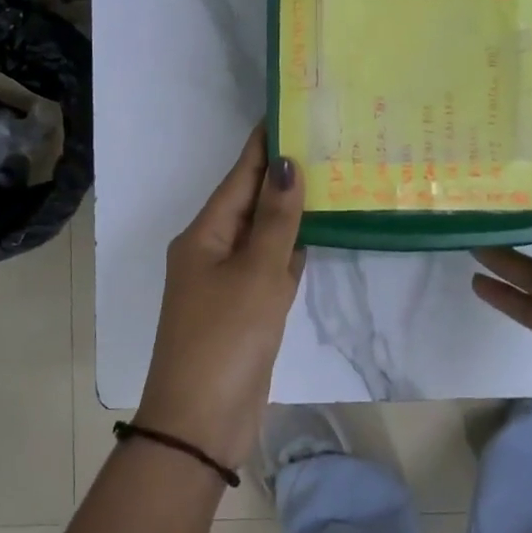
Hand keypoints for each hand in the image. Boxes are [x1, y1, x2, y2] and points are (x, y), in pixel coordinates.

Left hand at [137, 126, 305, 469]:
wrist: (201, 423)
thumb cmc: (225, 339)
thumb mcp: (254, 274)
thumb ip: (275, 221)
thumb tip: (287, 164)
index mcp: (204, 234)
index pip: (239, 176)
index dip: (263, 144)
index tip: (289, 110)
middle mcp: (213, 250)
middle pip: (251, 202)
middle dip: (283, 174)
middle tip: (325, 140)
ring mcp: (229, 282)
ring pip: (264, 235)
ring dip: (291, 211)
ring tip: (330, 177)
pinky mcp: (246, 310)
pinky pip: (271, 267)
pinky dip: (292, 250)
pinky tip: (318, 234)